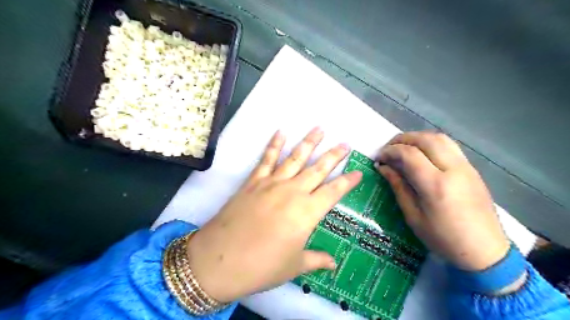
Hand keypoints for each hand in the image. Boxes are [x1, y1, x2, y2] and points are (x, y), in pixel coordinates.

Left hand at [189, 128, 361, 302]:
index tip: (358, 171)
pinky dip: (274, 144)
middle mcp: (293, 192)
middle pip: (318, 169)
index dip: (348, 181)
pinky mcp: (253, 182)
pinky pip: (266, 159)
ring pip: (295, 158)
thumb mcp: (294, 266)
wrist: (220, 260)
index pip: (334, 192)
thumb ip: (316, 260)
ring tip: (319, 128)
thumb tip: (333, 264)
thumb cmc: (262, 267)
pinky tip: (281, 132)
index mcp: (307, 212)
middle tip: (345, 144)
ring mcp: (272, 184)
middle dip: (333, 156)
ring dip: (308, 142)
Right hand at [377, 132, 509, 270]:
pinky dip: (430, 143)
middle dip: (402, 139)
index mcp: (436, 185)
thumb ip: (398, 187)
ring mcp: (466, 167)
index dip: (390, 151)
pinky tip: (422, 154)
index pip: (409, 154)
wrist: (485, 251)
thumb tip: (383, 167)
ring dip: (417, 138)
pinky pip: (449, 146)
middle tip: (388, 149)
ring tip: (403, 148)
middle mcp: (453, 169)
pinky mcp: (472, 169)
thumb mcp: (413, 216)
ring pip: (439, 138)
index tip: (378, 157)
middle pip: (425, 139)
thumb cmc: (443, 238)